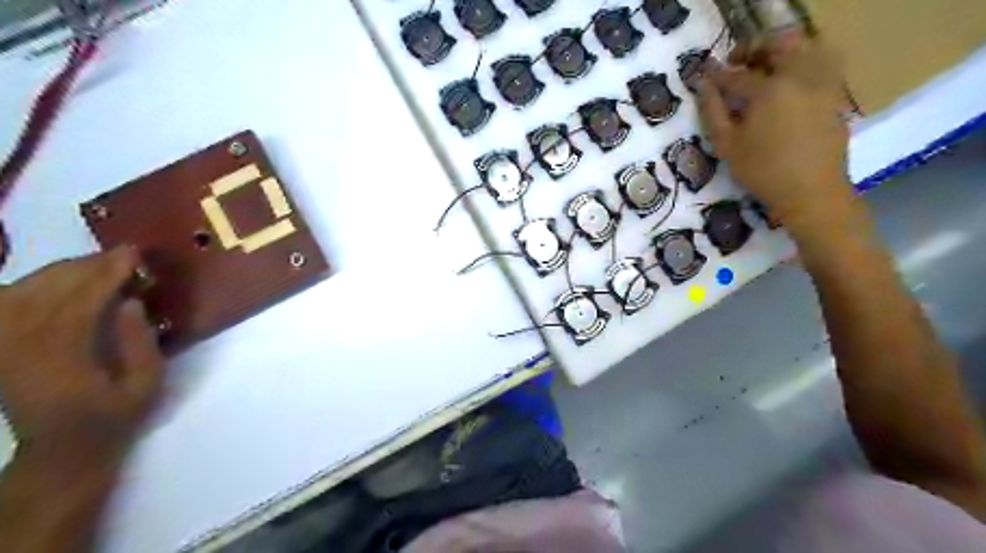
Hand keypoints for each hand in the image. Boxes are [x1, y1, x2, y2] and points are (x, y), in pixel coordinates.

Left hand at [1, 247, 161, 475]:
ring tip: (95, 262)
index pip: (81, 304)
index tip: (132, 254)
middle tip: (120, 253)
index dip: (106, 275)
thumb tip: (132, 303)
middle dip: (85, 267)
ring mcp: (3, 349)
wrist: (62, 450)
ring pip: (21, 294)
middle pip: (46, 293)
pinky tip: (54, 280)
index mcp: (63, 362)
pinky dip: (27, 286)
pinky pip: (4, 306)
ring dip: (59, 272)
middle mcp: (22, 350)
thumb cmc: (114, 417)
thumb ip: (141, 345)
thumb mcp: (146, 387)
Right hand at [696, 40, 852, 226]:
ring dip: (779, 54)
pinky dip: (799, 67)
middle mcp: (799, 77)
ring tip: (762, 72)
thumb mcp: (728, 145)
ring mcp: (822, 84)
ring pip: (804, 50)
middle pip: (778, 46)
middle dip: (753, 50)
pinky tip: (785, 88)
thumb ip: (713, 112)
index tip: (704, 77)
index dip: (718, 75)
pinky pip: (820, 66)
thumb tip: (703, 86)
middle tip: (736, 65)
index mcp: (768, 90)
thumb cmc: (762, 171)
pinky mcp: (835, 95)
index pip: (737, 74)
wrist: (811, 191)